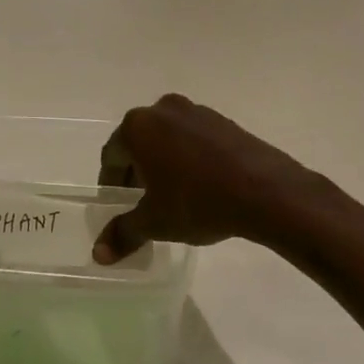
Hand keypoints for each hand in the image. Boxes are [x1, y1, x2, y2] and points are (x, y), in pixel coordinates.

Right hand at [93, 94, 319, 262]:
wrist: (265, 191)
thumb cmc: (197, 201)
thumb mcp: (155, 222)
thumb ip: (123, 233)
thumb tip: (99, 254)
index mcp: (138, 127)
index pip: (112, 155)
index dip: (111, 183)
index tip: (117, 205)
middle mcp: (163, 110)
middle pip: (139, 142)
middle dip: (136, 171)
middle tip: (142, 202)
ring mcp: (197, 111)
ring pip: (167, 139)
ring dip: (163, 163)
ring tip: (172, 195)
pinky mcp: (224, 121)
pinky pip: (194, 139)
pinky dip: (188, 158)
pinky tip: (200, 185)